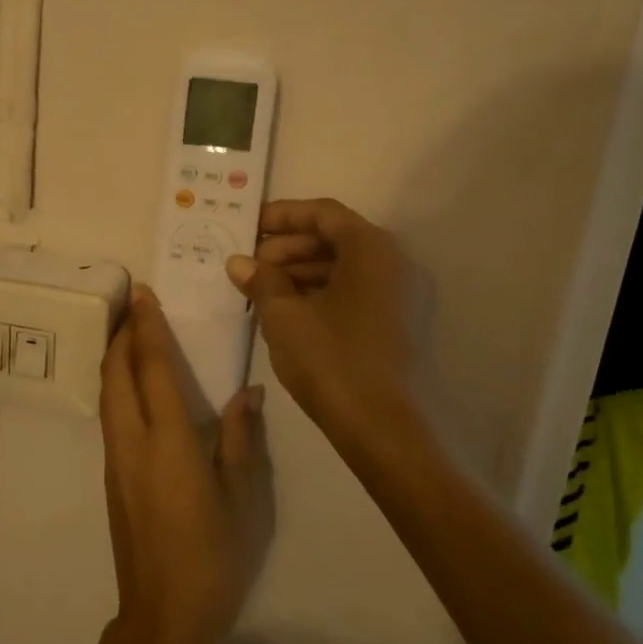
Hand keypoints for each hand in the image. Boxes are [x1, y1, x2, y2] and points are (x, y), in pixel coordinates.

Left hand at [99, 287, 272, 643]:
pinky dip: (115, 385)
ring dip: (114, 358)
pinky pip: (109, 415)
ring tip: (129, 334)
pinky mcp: (111, 476)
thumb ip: (240, 439)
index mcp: (167, 442)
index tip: (142, 293)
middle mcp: (132, 442)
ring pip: (106, 393)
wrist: (164, 615)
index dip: (146, 327)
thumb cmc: (213, 556)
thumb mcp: (243, 498)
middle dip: (121, 334)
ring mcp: (115, 460)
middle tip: (132, 304)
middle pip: (115, 374)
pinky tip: (132, 385)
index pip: (151, 369)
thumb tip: (247, 393)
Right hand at [226, 198, 418, 448]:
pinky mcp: (401, 324)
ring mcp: (403, 295)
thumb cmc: (333, 360)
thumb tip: (239, 262)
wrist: (387, 430)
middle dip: (289, 247)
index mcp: (372, 249)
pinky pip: (357, 292)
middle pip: (336, 238)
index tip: (249, 227)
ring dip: (302, 272)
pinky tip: (290, 312)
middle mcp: (395, 263)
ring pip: (346, 267)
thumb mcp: (285, 317)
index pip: (324, 214)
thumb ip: (261, 281)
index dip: (283, 216)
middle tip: (252, 265)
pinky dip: (322, 293)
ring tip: (263, 290)